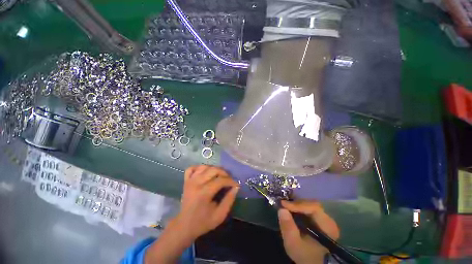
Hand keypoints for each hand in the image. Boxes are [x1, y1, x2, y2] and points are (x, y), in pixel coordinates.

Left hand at [145, 165, 238, 263]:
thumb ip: (229, 200)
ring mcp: (190, 181)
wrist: (184, 226)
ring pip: (204, 166)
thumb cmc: (203, 222)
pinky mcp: (186, 181)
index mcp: (204, 193)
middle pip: (213, 170)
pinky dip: (199, 168)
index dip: (231, 181)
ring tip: (219, 176)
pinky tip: (205, 173)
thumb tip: (236, 187)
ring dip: (214, 169)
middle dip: (224, 173)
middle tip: (229, 179)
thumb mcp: (220, 215)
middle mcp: (196, 183)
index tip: (236, 184)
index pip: (221, 180)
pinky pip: (192, 168)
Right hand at [278, 200, 338, 263]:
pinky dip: (298, 208)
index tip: (283, 205)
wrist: (314, 263)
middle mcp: (328, 220)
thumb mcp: (294, 245)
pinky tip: (291, 210)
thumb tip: (281, 209)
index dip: (298, 204)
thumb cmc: (305, 256)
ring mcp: (325, 219)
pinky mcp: (320, 219)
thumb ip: (288, 228)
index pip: (314, 207)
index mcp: (327, 226)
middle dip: (296, 204)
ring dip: (296, 205)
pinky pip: (308, 208)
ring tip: (286, 207)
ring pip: (309, 205)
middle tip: (283, 205)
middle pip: (311, 204)